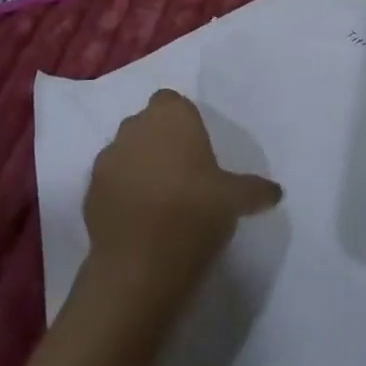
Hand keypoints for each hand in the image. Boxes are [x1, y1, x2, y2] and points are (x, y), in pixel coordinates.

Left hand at [83, 89, 282, 302]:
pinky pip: (110, 180)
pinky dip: (121, 191)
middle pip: (147, 124)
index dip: (182, 121)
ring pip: (126, 150)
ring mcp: (107, 156)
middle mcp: (135, 126)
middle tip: (182, 172)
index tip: (196, 148)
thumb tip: (277, 191)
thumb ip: (254, 190)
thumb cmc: (195, 213)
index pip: (171, 102)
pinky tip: (138, 217)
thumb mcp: (234, 200)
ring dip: (138, 164)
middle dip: (160, 140)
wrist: (140, 264)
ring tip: (159, 197)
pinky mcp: (89, 188)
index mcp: (171, 117)